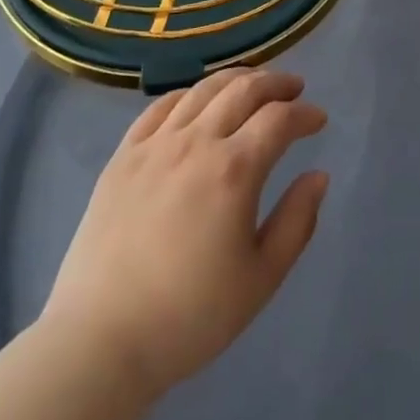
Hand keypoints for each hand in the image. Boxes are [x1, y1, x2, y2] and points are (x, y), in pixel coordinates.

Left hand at [42, 69, 328, 401]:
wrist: (100, 341)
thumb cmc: (190, 316)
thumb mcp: (261, 278)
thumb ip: (296, 221)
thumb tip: (318, 176)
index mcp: (235, 170)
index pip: (279, 119)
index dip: (304, 113)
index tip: (319, 119)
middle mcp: (197, 142)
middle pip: (243, 90)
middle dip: (276, 83)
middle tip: (294, 88)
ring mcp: (155, 144)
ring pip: (203, 90)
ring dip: (236, 79)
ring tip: (253, 83)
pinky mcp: (123, 155)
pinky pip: (161, 106)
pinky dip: (189, 94)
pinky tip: (198, 100)